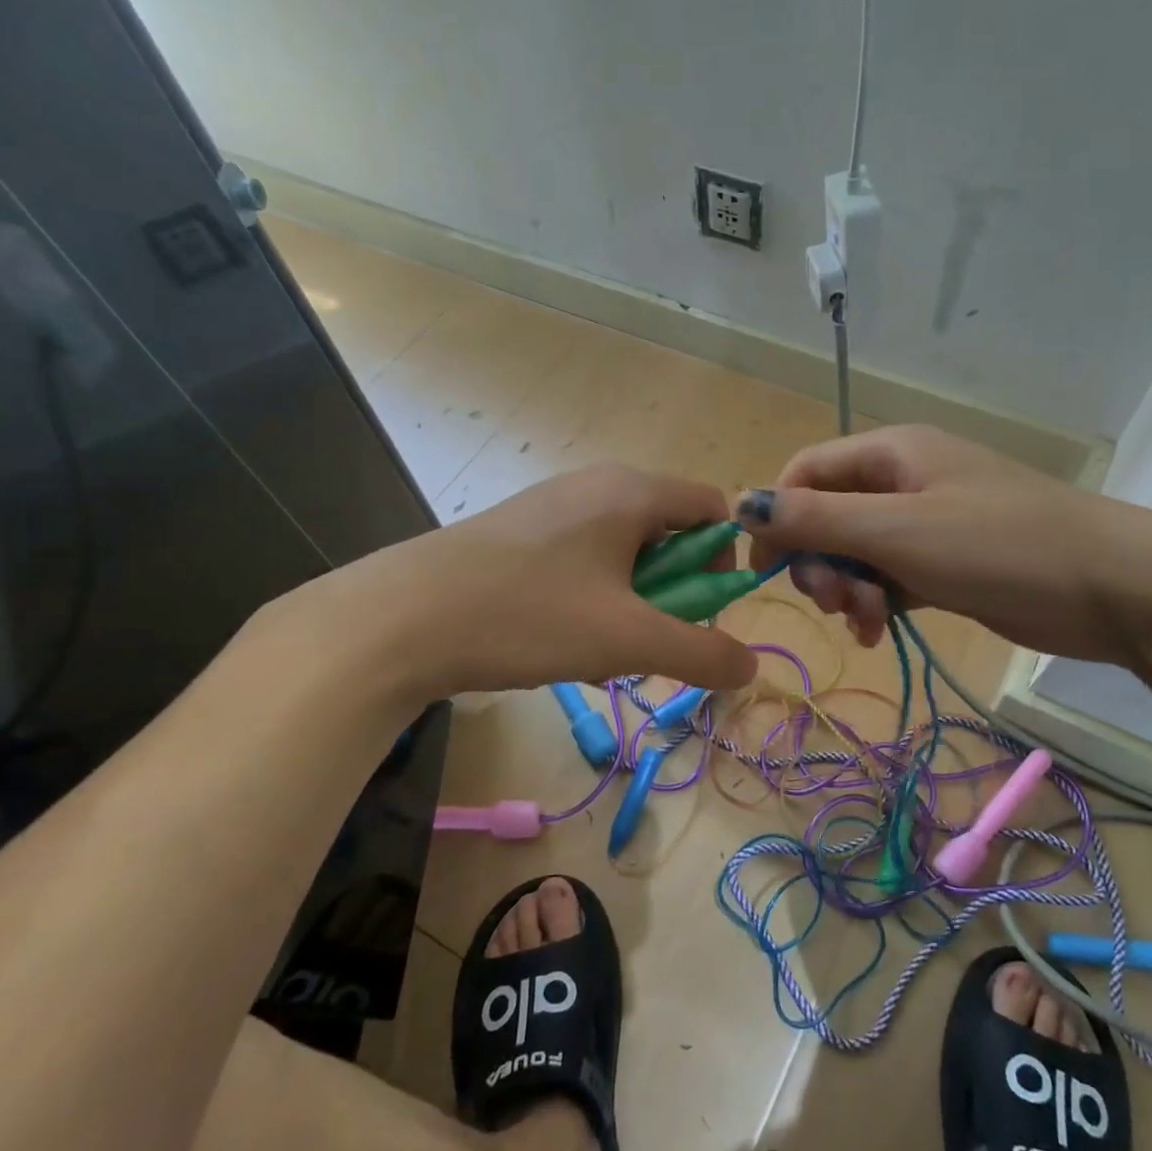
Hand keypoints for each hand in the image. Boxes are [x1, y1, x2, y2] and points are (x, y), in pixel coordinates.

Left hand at [265, 464, 759, 698]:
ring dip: (630, 604)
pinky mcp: (519, 532)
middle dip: (671, 594)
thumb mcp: (627, 640)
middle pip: (667, 533)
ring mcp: (552, 506)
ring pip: (623, 554)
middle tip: (644, 642)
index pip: (712, 508)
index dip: (723, 561)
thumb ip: (701, 652)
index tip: (701, 614)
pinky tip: (557, 639)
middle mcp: (595, 484)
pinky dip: (591, 599)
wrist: (400, 620)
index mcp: (631, 491)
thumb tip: (750, 666)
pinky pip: (582, 560)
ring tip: (596, 650)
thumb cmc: (528, 616)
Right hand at [739, 426, 1151, 665]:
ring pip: (855, 553)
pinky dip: (877, 603)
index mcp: (890, 453)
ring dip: (847, 589)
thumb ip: (818, 519)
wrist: (1114, 587)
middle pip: (827, 515)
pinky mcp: (945, 562)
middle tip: (836, 603)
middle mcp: (903, 480)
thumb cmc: (1000, 546)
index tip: (765, 569)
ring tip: (869, 622)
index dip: (777, 516)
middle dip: (819, 562)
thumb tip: (743, 504)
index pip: (805, 472)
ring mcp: (926, 522)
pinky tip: (882, 632)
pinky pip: (888, 577)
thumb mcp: (898, 531)